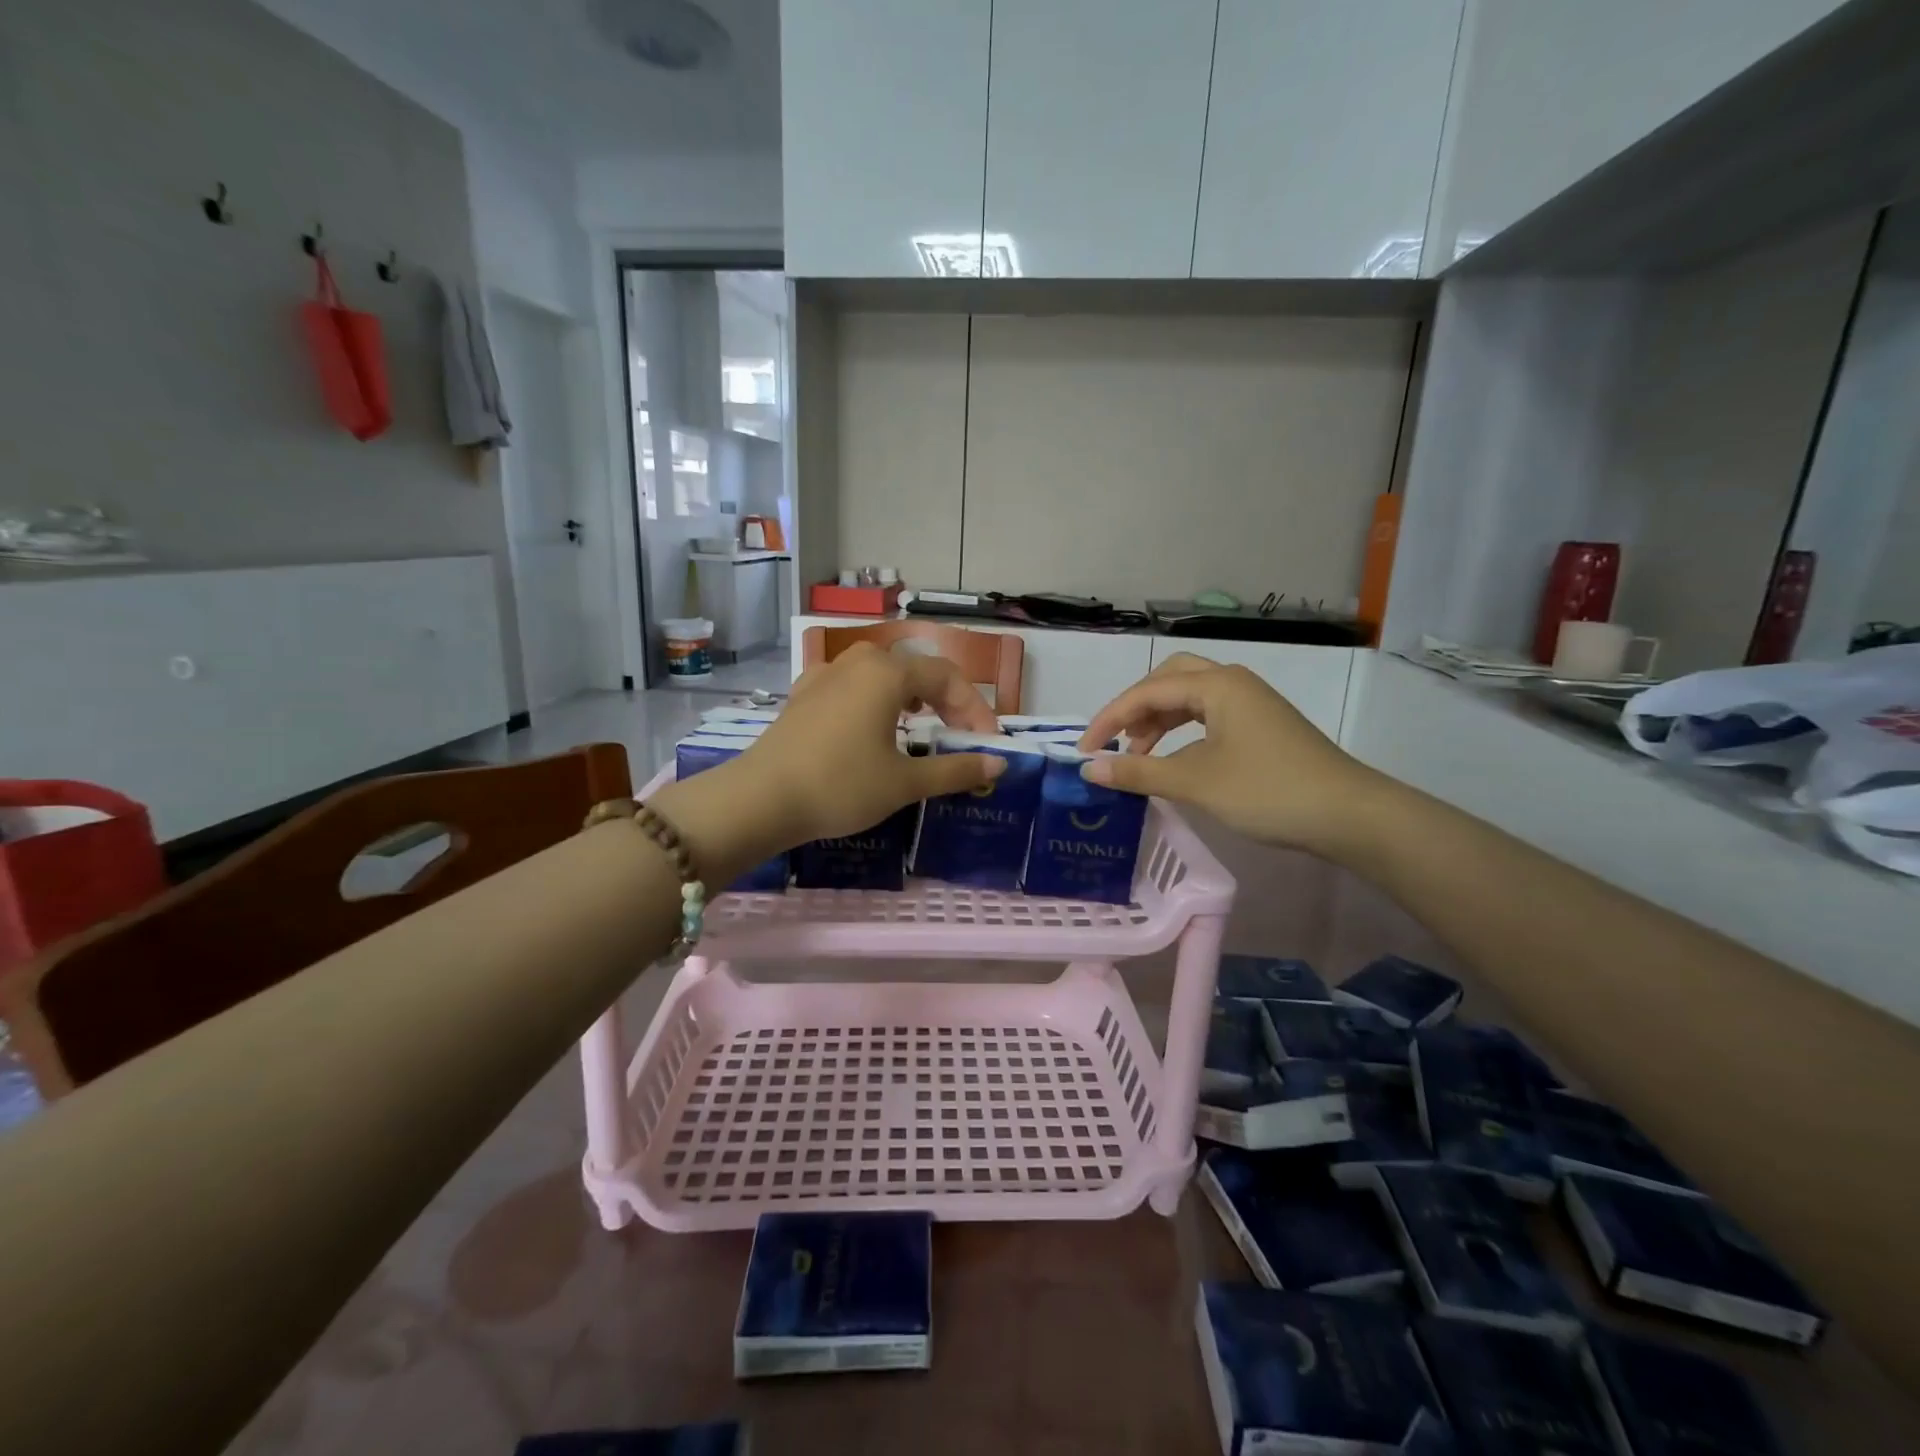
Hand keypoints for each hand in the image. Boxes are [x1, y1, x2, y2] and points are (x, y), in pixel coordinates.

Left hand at [651, 644, 1004, 882]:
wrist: (761, 799)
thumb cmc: (842, 785)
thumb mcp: (905, 782)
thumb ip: (956, 769)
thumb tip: (999, 764)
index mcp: (887, 672)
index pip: (947, 677)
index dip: (975, 709)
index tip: (987, 744)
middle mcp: (857, 662)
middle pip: (915, 670)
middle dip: (945, 700)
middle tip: (959, 734)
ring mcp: (824, 675)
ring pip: (881, 675)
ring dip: (910, 698)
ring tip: (921, 726)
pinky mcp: (802, 695)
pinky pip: (851, 687)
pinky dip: (875, 702)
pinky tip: (870, 727)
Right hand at [1074, 653, 1388, 858]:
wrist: (1348, 815)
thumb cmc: (1267, 791)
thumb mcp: (1195, 782)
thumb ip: (1138, 773)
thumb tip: (1088, 770)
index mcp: (1217, 684)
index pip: (1147, 691)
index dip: (1109, 719)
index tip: (1083, 752)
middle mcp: (1233, 683)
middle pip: (1169, 680)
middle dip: (1135, 709)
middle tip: (1114, 743)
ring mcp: (1251, 703)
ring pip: (1190, 699)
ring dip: (1158, 721)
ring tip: (1138, 755)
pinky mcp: (1262, 726)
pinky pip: (1208, 717)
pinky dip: (1182, 733)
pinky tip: (1175, 760)